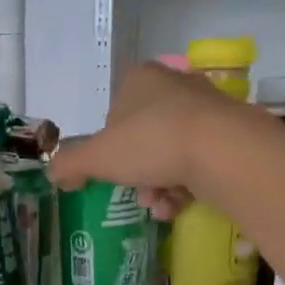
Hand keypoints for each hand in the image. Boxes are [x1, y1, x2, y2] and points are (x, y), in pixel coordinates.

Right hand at [49, 61, 272, 218]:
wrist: (222, 151)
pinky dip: (185, 186)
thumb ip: (71, 163)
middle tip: (139, 195)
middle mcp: (174, 85)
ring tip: (161, 205)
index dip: (109, 148)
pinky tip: (180, 204)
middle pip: (143, 138)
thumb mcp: (98, 157)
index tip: (112, 172)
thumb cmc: (151, 143)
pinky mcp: (230, 132)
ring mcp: (206, 108)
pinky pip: (197, 162)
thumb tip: (53, 173)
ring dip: (159, 186)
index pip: (114, 114)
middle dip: (137, 174)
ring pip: (170, 154)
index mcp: (140, 79)